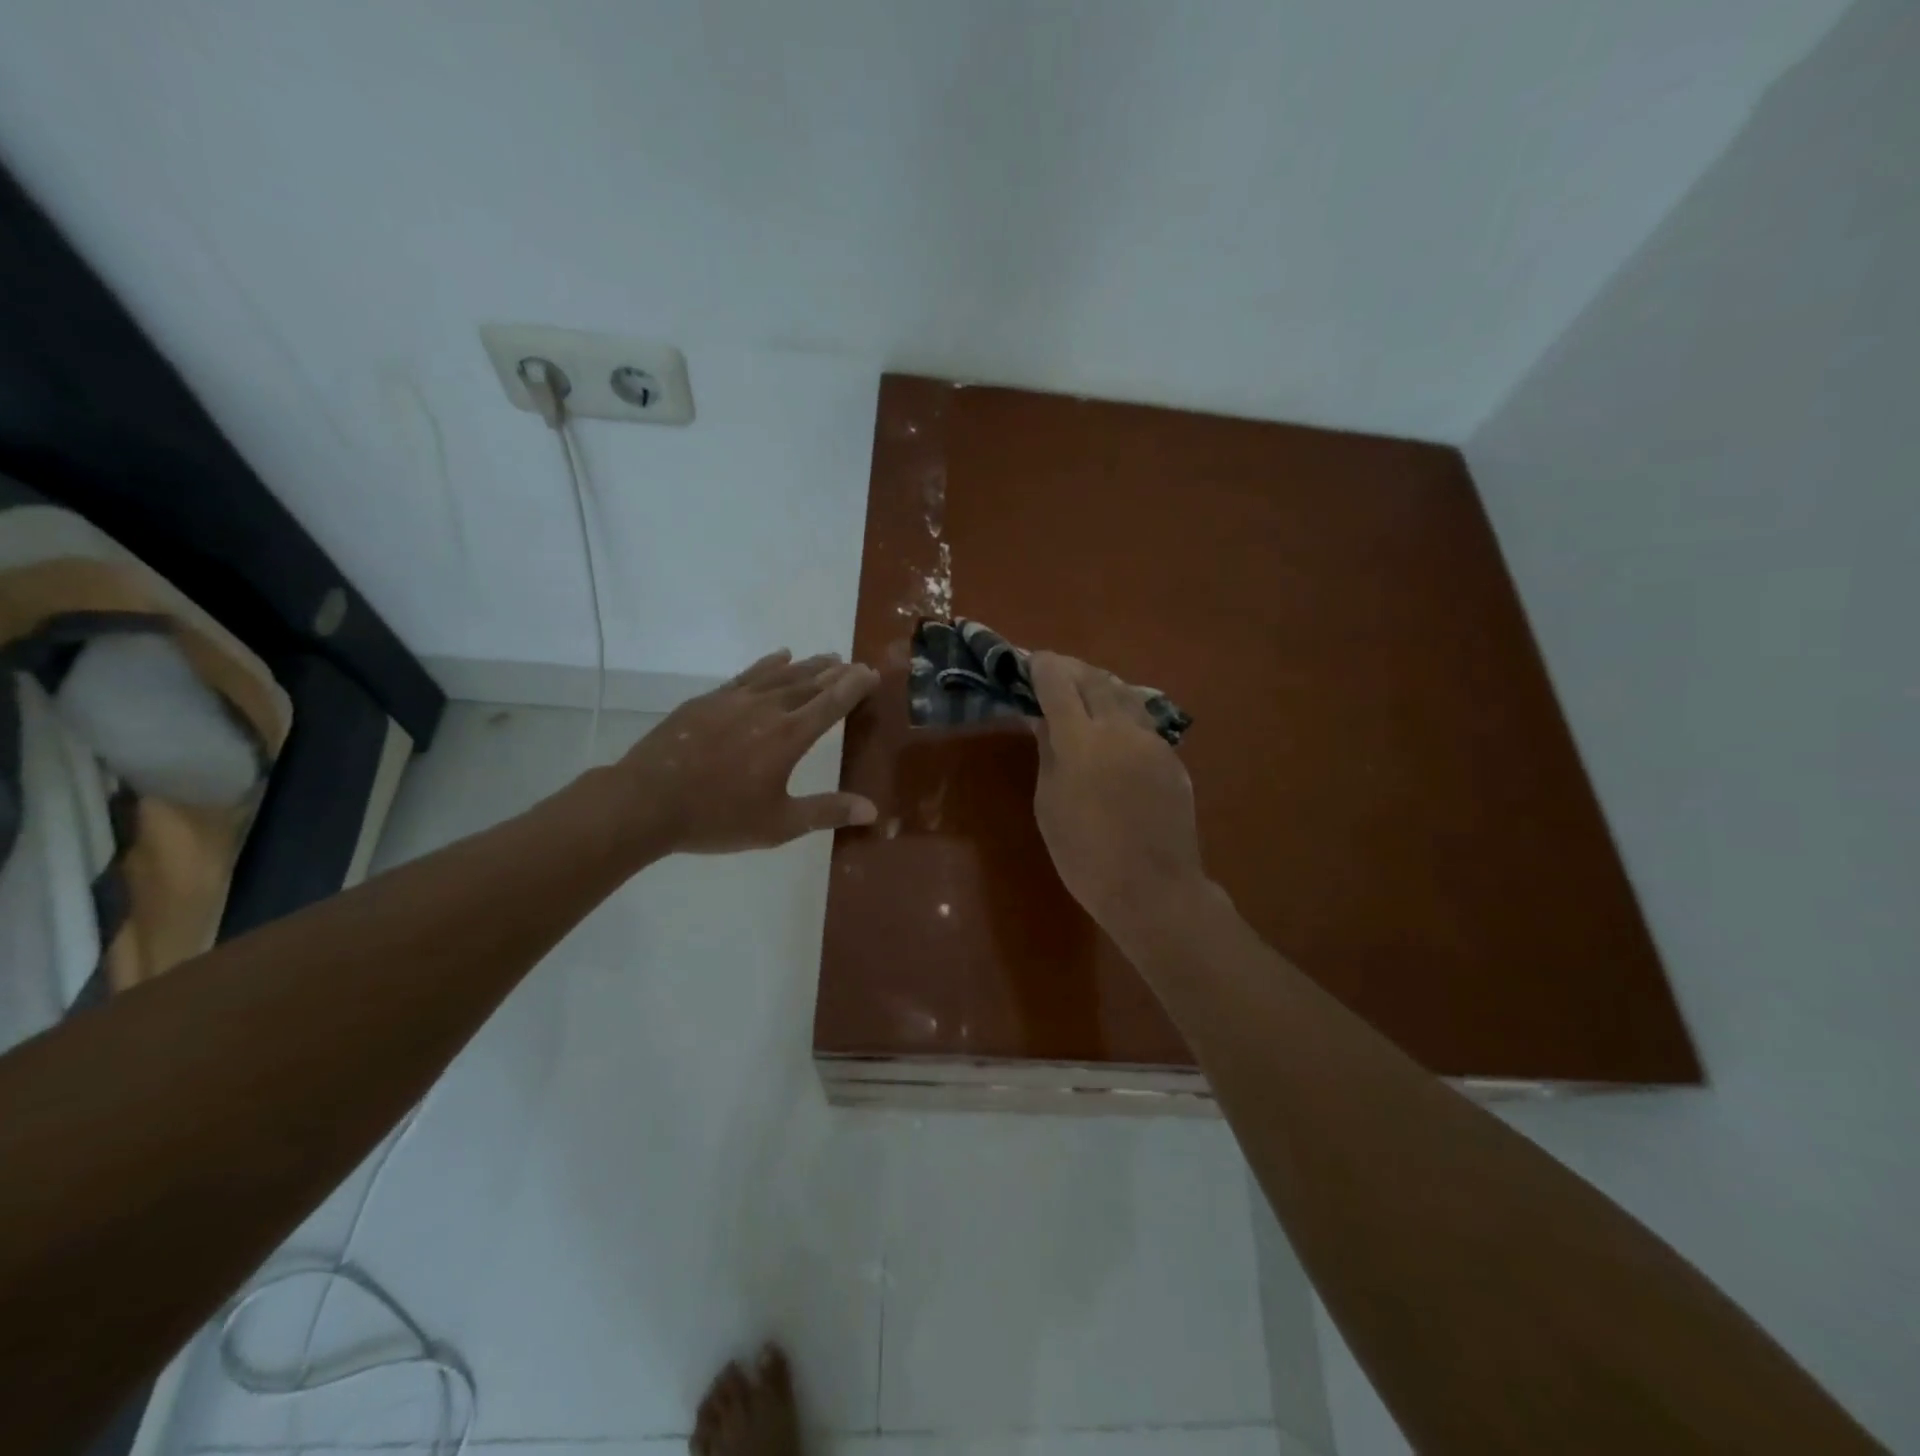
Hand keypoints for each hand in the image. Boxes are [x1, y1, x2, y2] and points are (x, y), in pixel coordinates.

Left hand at [617, 649, 879, 855]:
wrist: (646, 802)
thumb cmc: (717, 817)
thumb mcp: (778, 824)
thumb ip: (826, 812)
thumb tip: (872, 810)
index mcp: (789, 737)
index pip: (831, 703)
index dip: (854, 686)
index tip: (872, 673)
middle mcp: (767, 709)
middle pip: (809, 683)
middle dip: (836, 673)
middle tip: (855, 664)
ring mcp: (735, 700)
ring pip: (781, 675)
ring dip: (808, 665)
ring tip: (827, 657)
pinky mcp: (708, 700)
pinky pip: (748, 674)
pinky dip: (769, 664)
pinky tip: (780, 656)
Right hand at [1029, 652, 1210, 939]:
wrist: (1153, 889)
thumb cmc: (1085, 856)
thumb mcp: (1050, 804)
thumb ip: (1048, 753)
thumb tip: (1043, 719)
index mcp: (1081, 740)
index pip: (1058, 684)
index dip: (1043, 667)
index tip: (1032, 660)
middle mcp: (1120, 728)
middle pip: (1095, 679)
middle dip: (1072, 669)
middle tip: (1055, 670)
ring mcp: (1152, 741)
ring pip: (1125, 694)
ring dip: (1101, 684)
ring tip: (1084, 690)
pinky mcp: (1172, 758)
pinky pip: (1143, 721)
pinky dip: (1122, 712)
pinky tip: (1114, 727)